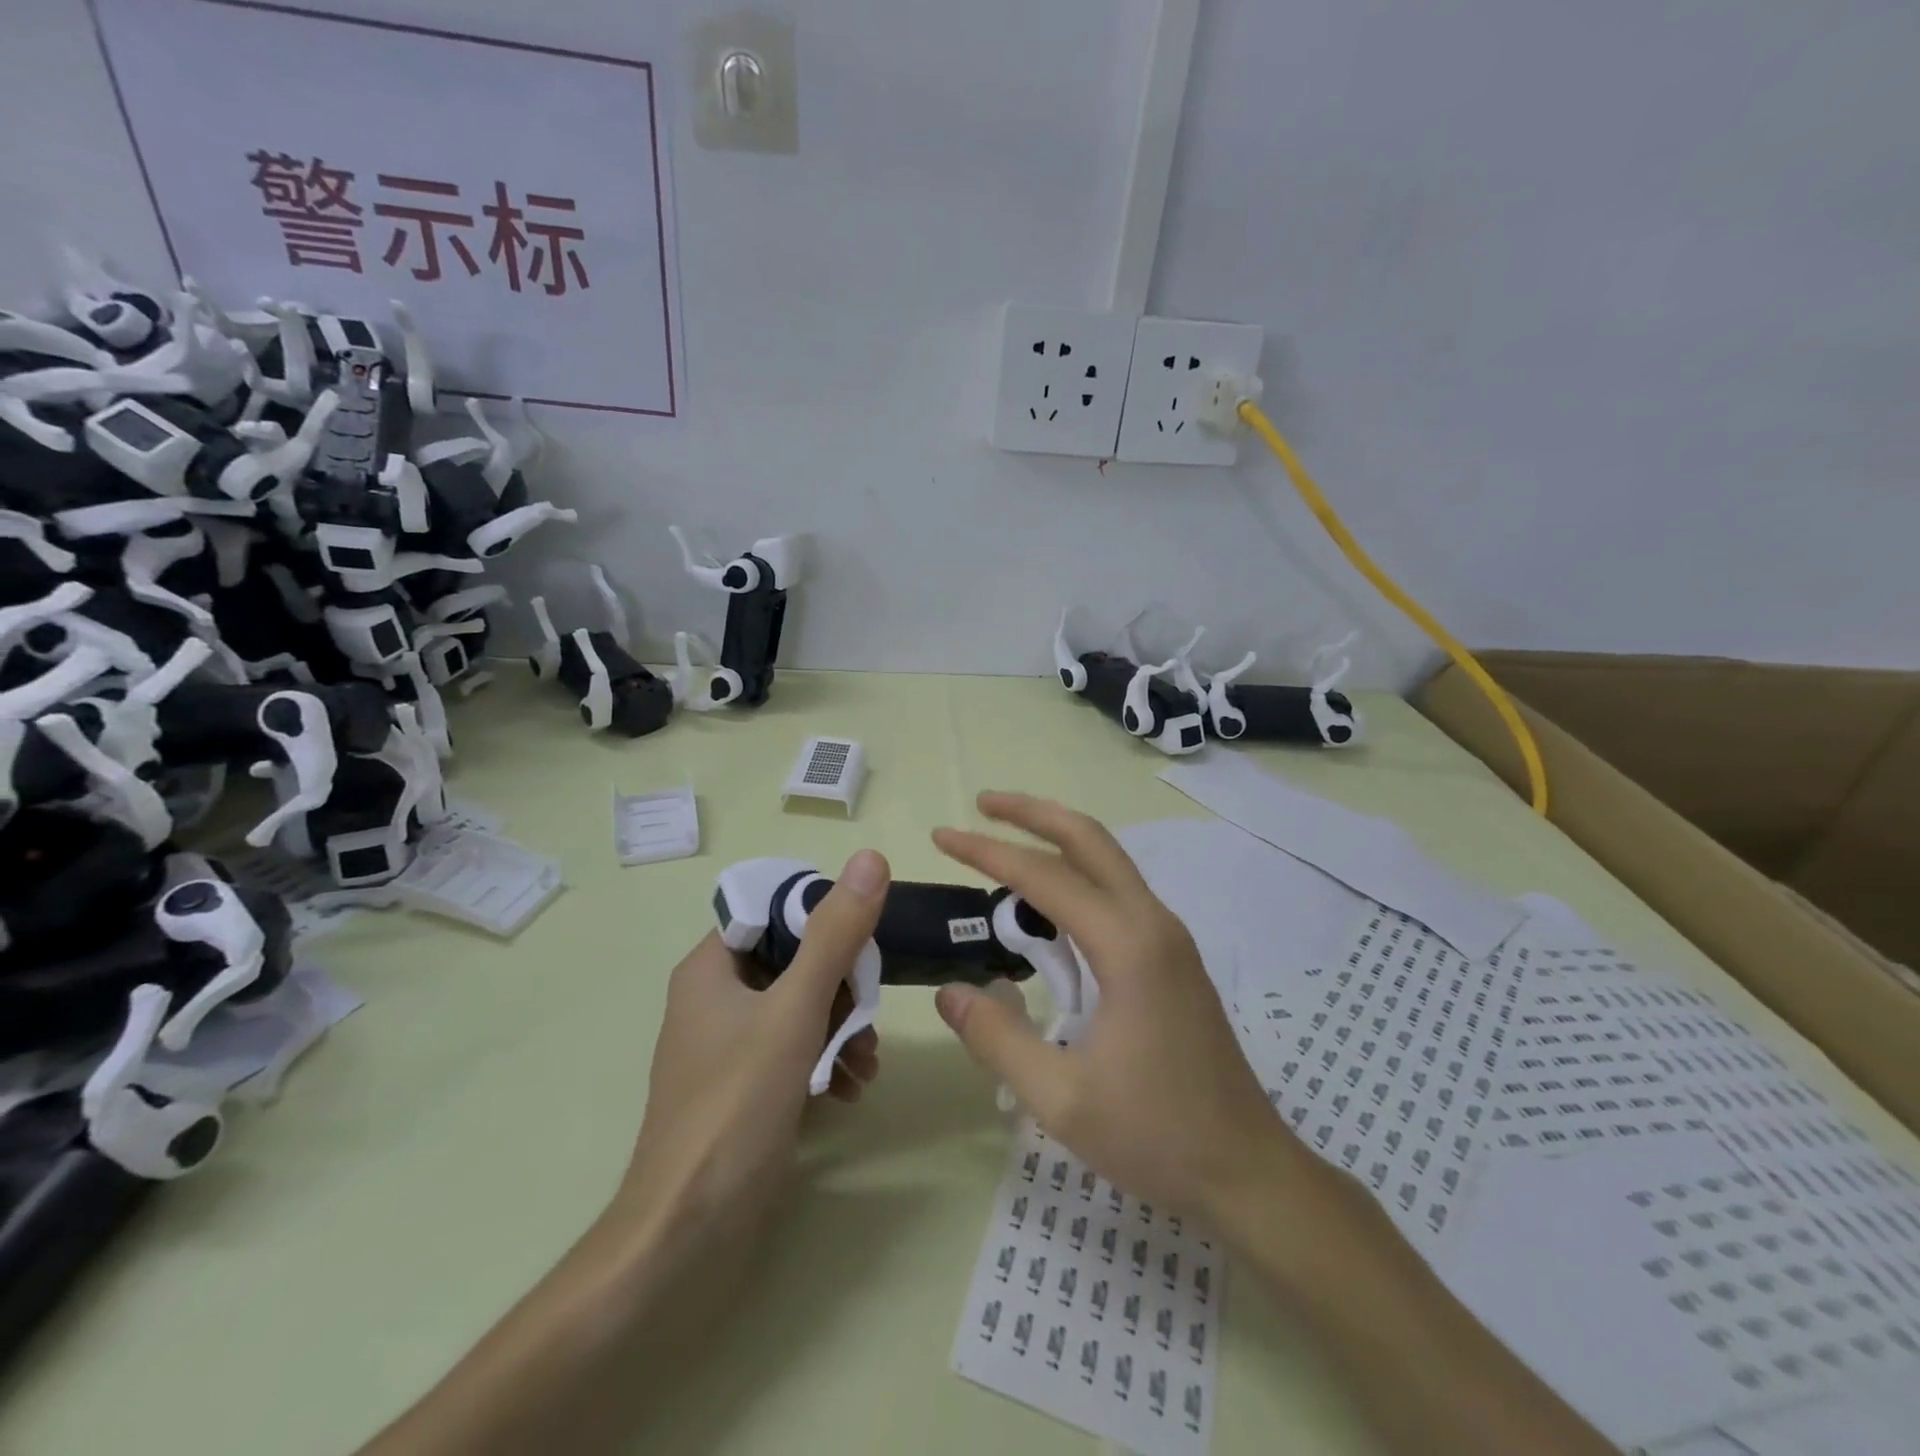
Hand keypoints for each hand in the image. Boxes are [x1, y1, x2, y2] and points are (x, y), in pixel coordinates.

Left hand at [616, 850, 889, 1243]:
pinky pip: (795, 1050)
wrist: (689, 1234)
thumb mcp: (794, 1010)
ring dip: (841, 1026)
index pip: (772, 911)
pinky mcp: (746, 1087)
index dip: (820, 916)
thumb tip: (871, 860)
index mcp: (711, 968)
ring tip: (867, 1060)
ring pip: (800, 1008)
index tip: (864, 940)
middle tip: (871, 1011)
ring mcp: (730, 1046)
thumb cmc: (736, 1105)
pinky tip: (852, 1087)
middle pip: (793, 961)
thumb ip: (834, 935)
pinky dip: (826, 1060)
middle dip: (841, 985)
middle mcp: (716, 998)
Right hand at [932, 794, 1309, 1226]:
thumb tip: (950, 991)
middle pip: (1089, 840)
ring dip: (1056, 838)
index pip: (1045, 876)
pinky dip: (1077, 873)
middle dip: (1033, 813)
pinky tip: (1048, 901)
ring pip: (1109, 860)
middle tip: (981, 803)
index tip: (942, 836)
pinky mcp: (1173, 957)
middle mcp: (1153, 924)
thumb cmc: (1156, 1137)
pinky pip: (1118, 891)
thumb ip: (997, 1039)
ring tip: (1005, 837)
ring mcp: (1170, 938)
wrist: (1248, 1171)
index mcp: (1128, 947)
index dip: (988, 852)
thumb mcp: (1060, 1098)